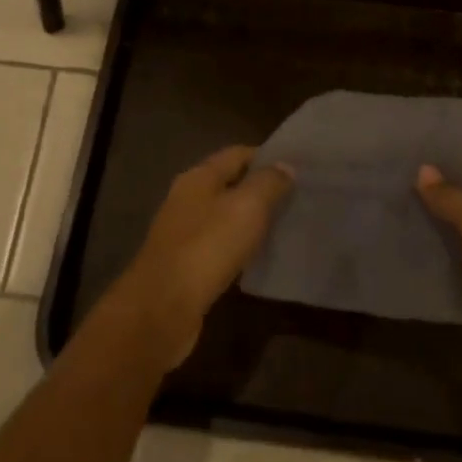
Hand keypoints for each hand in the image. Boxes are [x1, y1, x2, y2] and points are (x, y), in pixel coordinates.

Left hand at [108, 146, 293, 371]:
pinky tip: (259, 256)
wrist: (163, 307)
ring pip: (224, 216)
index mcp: (198, 177)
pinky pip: (219, 245)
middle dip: (261, 188)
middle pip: (229, 184)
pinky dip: (240, 246)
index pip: (237, 154)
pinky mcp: (185, 265)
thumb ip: (268, 183)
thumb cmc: (208, 246)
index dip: (266, 157)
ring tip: (285, 225)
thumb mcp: (247, 207)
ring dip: (251, 219)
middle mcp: (187, 199)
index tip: (297, 167)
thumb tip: (285, 166)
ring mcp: (183, 233)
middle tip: (297, 197)